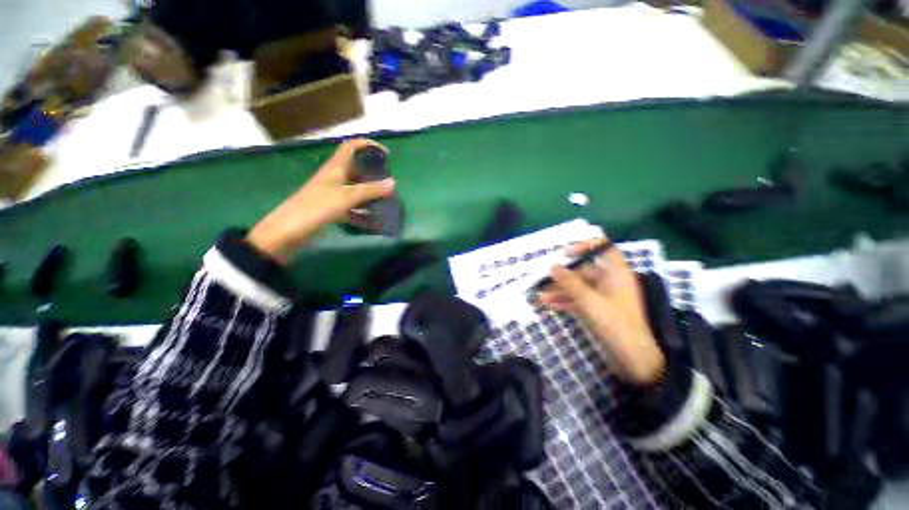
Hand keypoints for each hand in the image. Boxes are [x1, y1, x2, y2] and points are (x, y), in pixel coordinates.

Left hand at [247, 139, 395, 263]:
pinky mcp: (331, 208)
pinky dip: (363, 209)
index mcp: (335, 168)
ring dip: (369, 191)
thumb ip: (370, 190)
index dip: (368, 145)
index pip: (351, 147)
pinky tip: (373, 218)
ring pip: (355, 188)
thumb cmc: (316, 207)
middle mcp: (334, 177)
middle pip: (355, 168)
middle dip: (373, 171)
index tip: (386, 154)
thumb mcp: (347, 197)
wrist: (288, 231)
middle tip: (389, 180)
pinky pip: (351, 205)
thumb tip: (393, 182)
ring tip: (386, 198)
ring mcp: (332, 194)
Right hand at [537, 238, 665, 384]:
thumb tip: (553, 266)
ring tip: (541, 298)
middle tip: (543, 282)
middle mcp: (611, 281)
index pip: (604, 249)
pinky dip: (567, 302)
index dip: (586, 246)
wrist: (633, 358)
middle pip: (584, 272)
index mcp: (616, 273)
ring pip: (579, 288)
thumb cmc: (614, 323)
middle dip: (563, 278)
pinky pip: (580, 300)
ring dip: (560, 292)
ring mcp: (604, 296)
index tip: (567, 254)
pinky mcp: (599, 309)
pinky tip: (551, 306)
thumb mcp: (588, 300)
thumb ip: (569, 282)